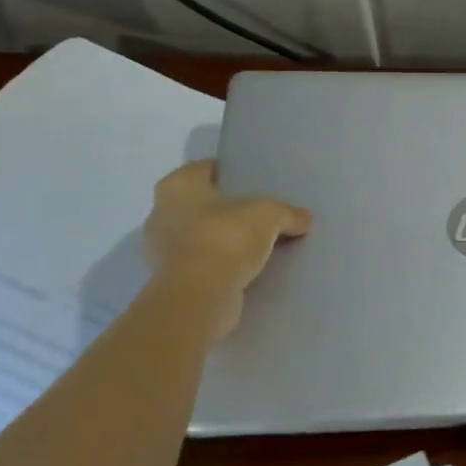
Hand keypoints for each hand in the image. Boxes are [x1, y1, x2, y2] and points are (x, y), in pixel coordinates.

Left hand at [142, 160, 311, 340]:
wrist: (199, 296)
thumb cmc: (226, 237)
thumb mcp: (269, 215)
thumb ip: (287, 213)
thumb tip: (305, 218)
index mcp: (177, 186)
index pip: (205, 169)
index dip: (230, 173)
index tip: (253, 182)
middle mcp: (161, 213)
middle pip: (200, 204)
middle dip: (225, 209)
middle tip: (257, 213)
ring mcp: (161, 251)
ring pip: (199, 236)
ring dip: (222, 240)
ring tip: (255, 243)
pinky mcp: (170, 281)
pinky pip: (201, 264)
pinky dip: (218, 265)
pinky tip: (244, 269)